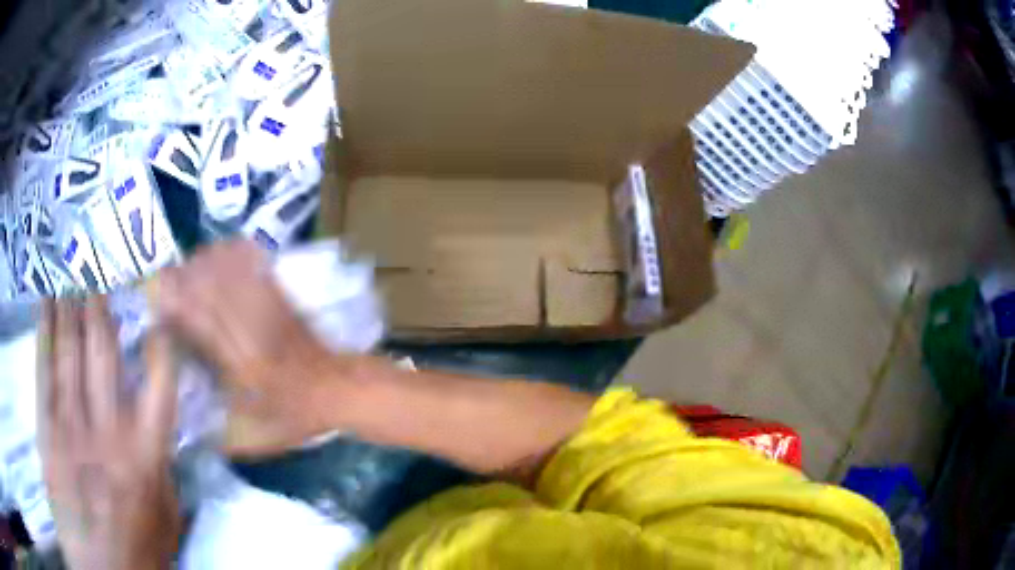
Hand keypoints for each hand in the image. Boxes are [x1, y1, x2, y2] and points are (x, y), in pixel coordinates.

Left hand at [38, 297, 178, 569]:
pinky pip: (46, 369)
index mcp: (146, 457)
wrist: (96, 566)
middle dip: (101, 306)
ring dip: (70, 305)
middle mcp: (108, 429)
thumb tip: (166, 439)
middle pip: (103, 353)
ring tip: (71, 271)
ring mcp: (72, 424)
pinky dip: (45, 331)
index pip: (159, 385)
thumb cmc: (135, 551)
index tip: (160, 311)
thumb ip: (165, 475)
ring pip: (70, 351)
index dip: (160, 343)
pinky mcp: (48, 426)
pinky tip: (46, 303)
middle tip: (99, 268)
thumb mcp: (166, 522)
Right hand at [154, 240, 350, 456]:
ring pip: (232, 273)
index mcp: (241, 366)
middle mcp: (250, 331)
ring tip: (190, 262)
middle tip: (167, 273)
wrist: (339, 390)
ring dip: (208, 262)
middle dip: (185, 276)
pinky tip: (224, 250)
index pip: (201, 323)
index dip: (176, 304)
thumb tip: (199, 430)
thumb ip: (227, 432)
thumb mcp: (261, 434)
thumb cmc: (299, 415)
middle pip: (211, 289)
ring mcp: (268, 311)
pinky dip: (237, 255)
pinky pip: (257, 268)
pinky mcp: (283, 300)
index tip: (158, 294)